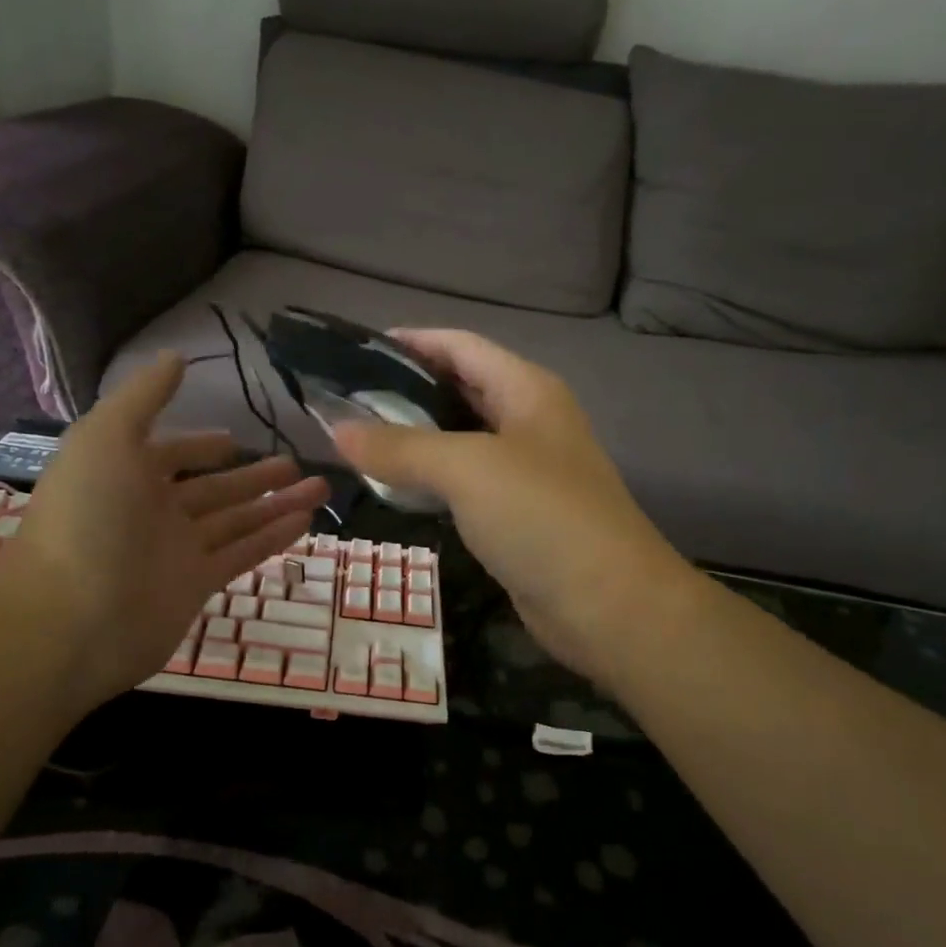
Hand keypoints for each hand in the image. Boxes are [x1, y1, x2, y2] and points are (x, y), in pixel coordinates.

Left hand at [0, 352, 329, 696]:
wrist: (69, 620)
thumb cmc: (86, 517)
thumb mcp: (107, 437)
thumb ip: (144, 396)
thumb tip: (176, 355)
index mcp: (126, 474)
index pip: (170, 455)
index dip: (200, 446)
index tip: (234, 441)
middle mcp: (152, 511)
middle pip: (214, 489)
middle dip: (255, 476)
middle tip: (297, 463)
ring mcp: (175, 551)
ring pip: (237, 520)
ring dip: (277, 503)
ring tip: (321, 487)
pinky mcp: (196, 585)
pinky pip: (242, 553)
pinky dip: (273, 537)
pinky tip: (306, 520)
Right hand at [329, 330, 697, 689]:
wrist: (609, 605)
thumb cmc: (542, 516)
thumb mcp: (467, 469)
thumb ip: (401, 446)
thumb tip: (336, 430)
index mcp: (527, 390)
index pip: (461, 346)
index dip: (413, 341)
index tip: (357, 349)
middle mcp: (529, 421)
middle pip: (461, 388)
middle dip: (407, 389)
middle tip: (347, 398)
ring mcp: (526, 470)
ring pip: (460, 439)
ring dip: (414, 436)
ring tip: (358, 439)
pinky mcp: (518, 514)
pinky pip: (465, 482)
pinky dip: (430, 478)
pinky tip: (394, 485)